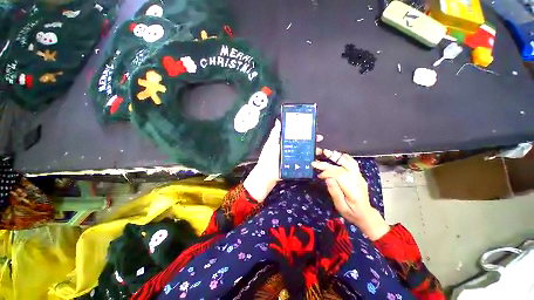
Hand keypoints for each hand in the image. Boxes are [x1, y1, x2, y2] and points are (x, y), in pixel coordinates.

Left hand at [244, 120, 322, 201]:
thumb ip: (275, 134)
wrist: (267, 174)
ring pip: (306, 152)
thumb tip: (278, 121)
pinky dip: (311, 160)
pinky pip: (305, 162)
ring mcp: (294, 158)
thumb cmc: (268, 158)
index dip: (303, 131)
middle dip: (312, 140)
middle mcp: (291, 149)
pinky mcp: (296, 166)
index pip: (296, 135)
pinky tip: (316, 159)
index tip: (311, 128)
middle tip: (319, 139)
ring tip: (319, 150)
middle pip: (303, 143)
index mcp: (285, 143)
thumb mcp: (270, 144)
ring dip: (314, 150)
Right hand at [311, 149, 389, 240]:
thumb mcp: (341, 207)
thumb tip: (327, 179)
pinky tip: (337, 154)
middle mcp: (358, 180)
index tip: (319, 175)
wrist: (365, 214)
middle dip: (327, 164)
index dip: (327, 173)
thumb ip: (335, 192)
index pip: (340, 176)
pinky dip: (344, 157)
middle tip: (316, 161)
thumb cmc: (351, 212)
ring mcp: (359, 176)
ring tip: (326, 152)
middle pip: (342, 167)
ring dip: (336, 156)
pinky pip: (352, 163)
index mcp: (353, 190)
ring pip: (349, 162)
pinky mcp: (358, 175)